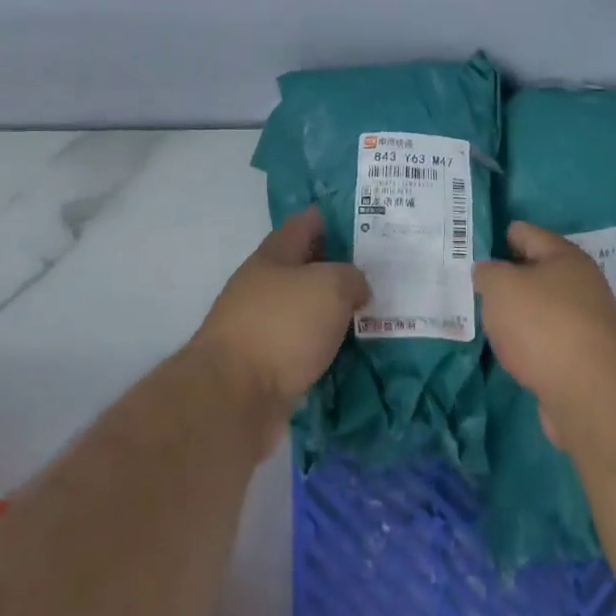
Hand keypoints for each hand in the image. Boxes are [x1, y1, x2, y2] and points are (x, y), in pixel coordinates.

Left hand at [193, 206, 368, 425]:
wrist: (234, 397)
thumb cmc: (282, 326)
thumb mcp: (329, 285)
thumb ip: (351, 277)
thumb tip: (355, 288)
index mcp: (273, 256)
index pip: (305, 224)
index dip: (333, 218)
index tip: (366, 219)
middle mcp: (263, 287)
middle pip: (306, 268)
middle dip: (339, 268)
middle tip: (382, 271)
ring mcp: (261, 328)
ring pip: (307, 311)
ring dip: (335, 312)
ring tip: (375, 314)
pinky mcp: (265, 367)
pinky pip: (305, 349)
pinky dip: (327, 348)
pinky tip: (355, 353)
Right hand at [475, 222, 615, 443]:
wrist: (590, 392)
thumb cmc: (543, 324)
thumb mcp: (501, 286)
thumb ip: (488, 274)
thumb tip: (489, 274)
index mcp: (564, 257)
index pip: (526, 233)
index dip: (501, 235)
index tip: (476, 244)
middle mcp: (580, 285)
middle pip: (537, 272)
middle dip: (509, 276)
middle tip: (475, 282)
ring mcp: (584, 324)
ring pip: (541, 309)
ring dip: (518, 313)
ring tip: (487, 318)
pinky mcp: (582, 360)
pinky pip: (546, 341)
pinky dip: (528, 343)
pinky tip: (509, 350)